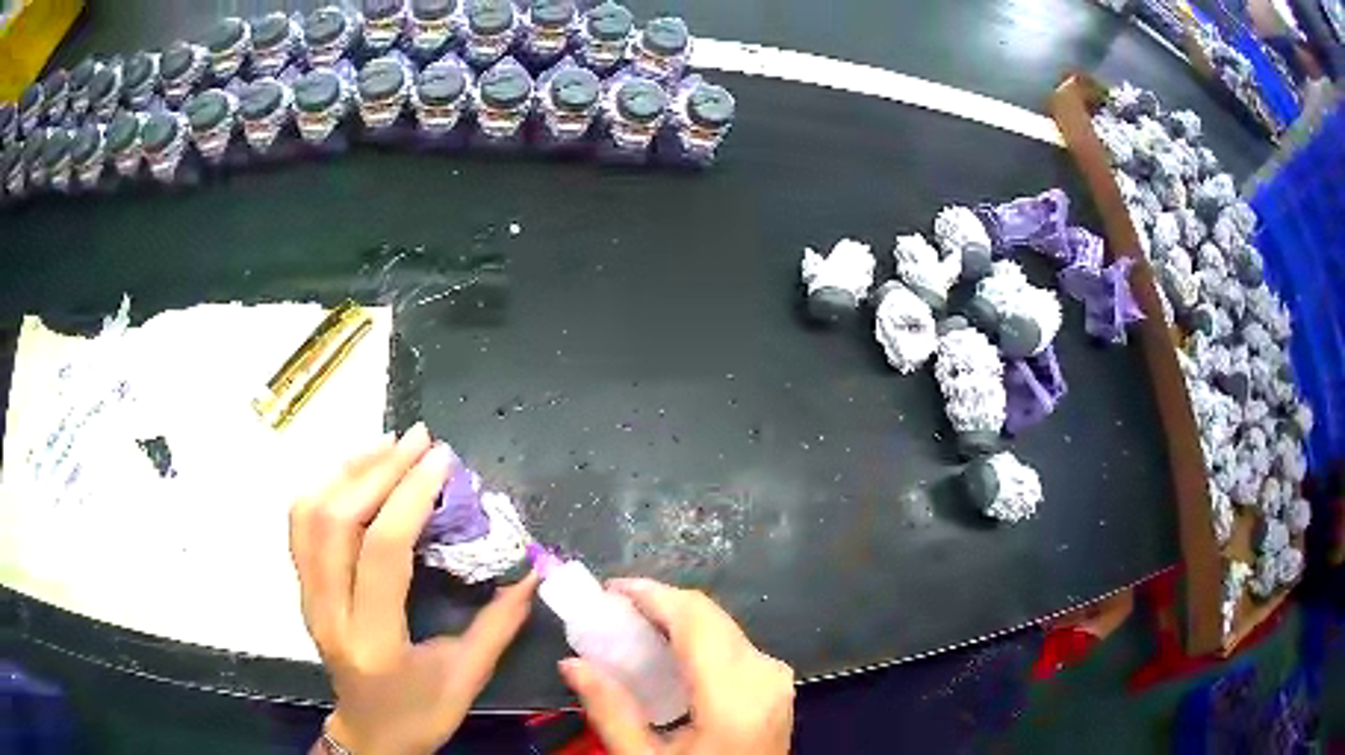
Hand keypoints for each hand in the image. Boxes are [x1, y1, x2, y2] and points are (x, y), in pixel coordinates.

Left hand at [289, 423, 537, 754]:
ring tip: (388, 445)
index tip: (441, 460)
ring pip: (310, 515)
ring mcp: (309, 598)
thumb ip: (499, 623)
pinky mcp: (303, 589)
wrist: (369, 735)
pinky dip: (325, 487)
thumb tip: (533, 572)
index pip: (383, 552)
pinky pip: (300, 524)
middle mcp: (330, 614)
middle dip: (379, 469)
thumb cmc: (421, 714)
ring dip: (348, 471)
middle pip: (337, 520)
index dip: (410, 496)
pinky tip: (355, 472)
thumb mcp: (467, 678)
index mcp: (376, 642)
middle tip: (418, 440)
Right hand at [559, 579, 794, 753]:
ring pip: (722, 626)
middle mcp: (764, 674)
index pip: (694, 618)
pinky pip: (734, 644)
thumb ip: (610, 711)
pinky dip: (697, 638)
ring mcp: (776, 678)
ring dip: (677, 621)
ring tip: (632, 629)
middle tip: (611, 613)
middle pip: (709, 616)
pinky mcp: (776, 685)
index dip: (651, 593)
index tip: (608, 589)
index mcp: (735, 696)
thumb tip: (572, 663)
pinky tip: (666, 652)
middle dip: (659, 605)